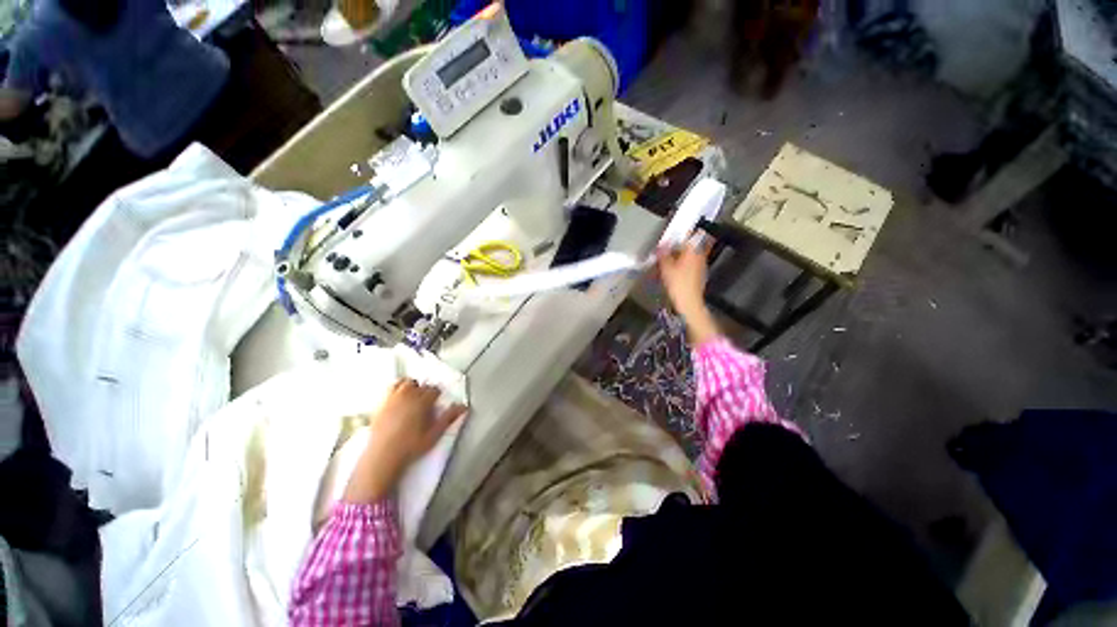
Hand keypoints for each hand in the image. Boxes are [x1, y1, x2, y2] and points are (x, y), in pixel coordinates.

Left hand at [343, 380, 467, 503]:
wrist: (383, 457)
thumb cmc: (411, 446)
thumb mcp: (434, 434)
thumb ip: (449, 418)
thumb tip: (464, 406)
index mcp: (422, 401)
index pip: (434, 390)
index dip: (437, 395)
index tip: (437, 402)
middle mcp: (407, 396)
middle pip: (419, 384)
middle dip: (424, 390)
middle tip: (426, 401)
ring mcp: (392, 399)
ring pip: (404, 383)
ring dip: (410, 386)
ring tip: (413, 396)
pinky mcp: (381, 404)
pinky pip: (390, 389)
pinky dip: (396, 389)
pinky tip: (398, 399)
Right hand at [657, 237, 720, 344]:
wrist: (690, 303)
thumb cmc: (678, 284)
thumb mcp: (666, 268)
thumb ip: (663, 255)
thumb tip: (661, 246)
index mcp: (693, 251)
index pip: (690, 235)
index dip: (680, 234)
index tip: (671, 235)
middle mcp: (699, 255)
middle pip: (690, 245)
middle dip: (678, 246)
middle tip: (666, 249)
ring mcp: (701, 265)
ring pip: (689, 255)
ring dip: (679, 256)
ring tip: (666, 261)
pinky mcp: (699, 275)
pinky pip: (689, 265)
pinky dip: (681, 265)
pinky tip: (672, 271)